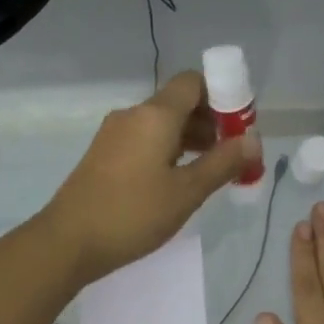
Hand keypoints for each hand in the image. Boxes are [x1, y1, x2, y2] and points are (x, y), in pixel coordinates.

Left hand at [41, 71, 260, 286]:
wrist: (69, 240)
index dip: (222, 96)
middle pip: (178, 103)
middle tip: (233, 155)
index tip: (240, 127)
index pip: (193, 82)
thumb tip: (254, 139)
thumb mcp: (187, 192)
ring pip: (161, 124)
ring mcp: (114, 135)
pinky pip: (144, 140)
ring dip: (190, 139)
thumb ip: (223, 163)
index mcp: (155, 115)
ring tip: (211, 171)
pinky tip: (178, 180)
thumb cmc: (133, 214)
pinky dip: (167, 150)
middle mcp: (133, 115)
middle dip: (210, 122)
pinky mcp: (104, 155)